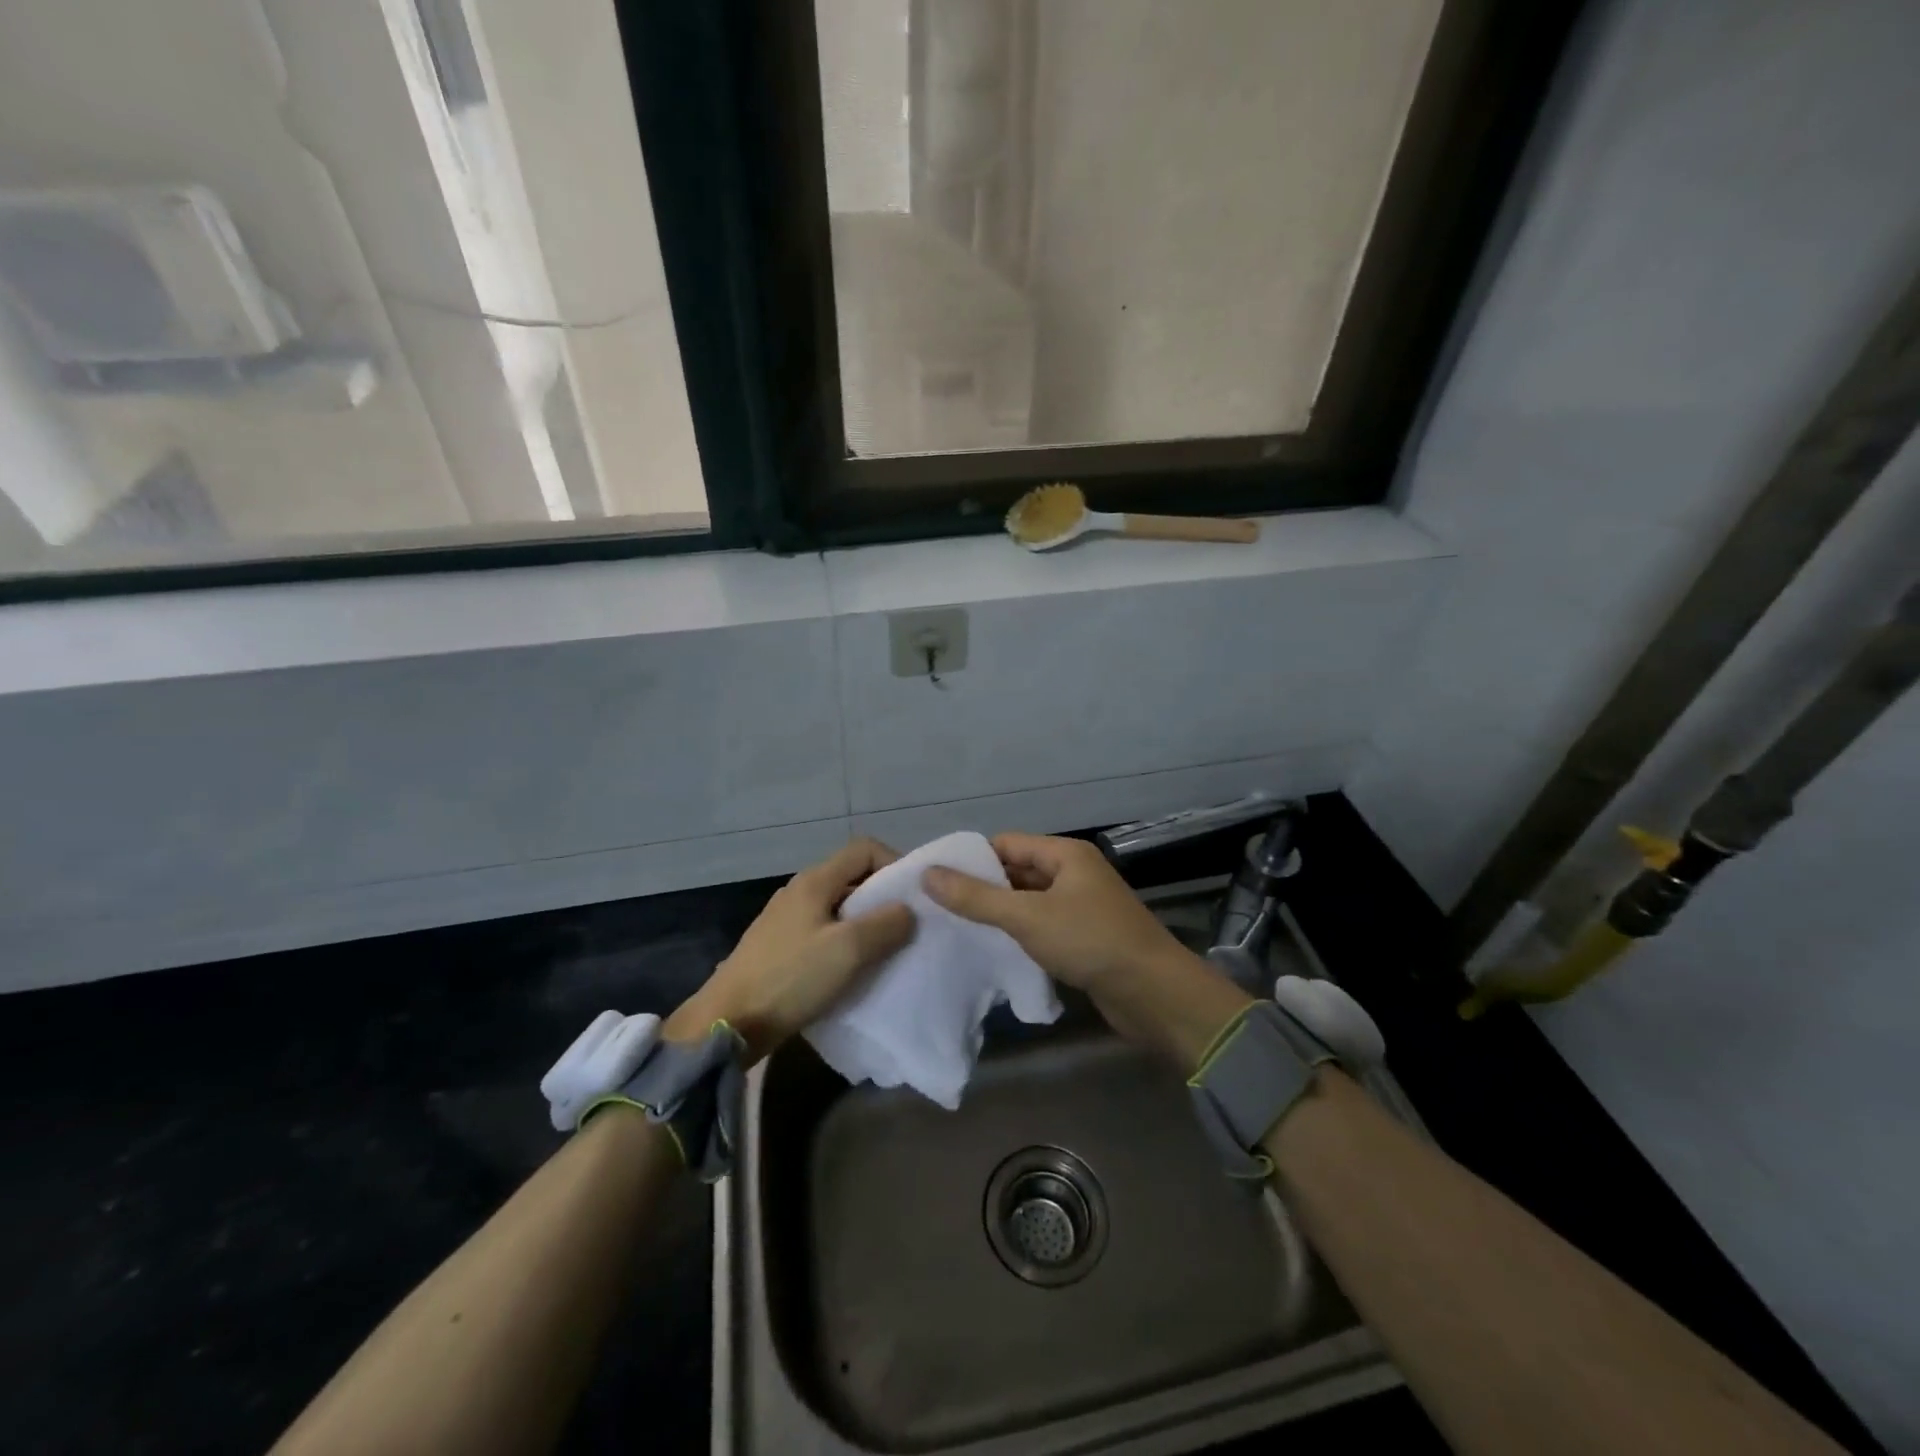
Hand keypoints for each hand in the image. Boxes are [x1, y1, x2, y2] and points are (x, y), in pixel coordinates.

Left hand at [666, 838, 915, 1063]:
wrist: (727, 1023)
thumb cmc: (791, 979)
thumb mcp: (848, 950)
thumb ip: (885, 924)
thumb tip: (907, 910)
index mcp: (814, 881)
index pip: (864, 849)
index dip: (894, 864)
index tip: (913, 897)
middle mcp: (799, 891)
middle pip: (851, 877)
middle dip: (882, 897)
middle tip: (905, 927)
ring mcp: (785, 920)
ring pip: (838, 907)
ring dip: (864, 923)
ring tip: (884, 951)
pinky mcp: (778, 947)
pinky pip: (822, 932)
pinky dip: (844, 943)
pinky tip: (851, 970)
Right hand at [923, 833, 1250, 1070]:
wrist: (1154, 994)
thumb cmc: (1090, 941)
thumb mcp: (1027, 917)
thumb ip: (976, 897)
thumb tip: (928, 873)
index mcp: (1065, 854)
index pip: (1006, 843)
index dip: (971, 860)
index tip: (935, 882)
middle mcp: (1074, 873)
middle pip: (1017, 872)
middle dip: (982, 889)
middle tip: (939, 909)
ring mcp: (1081, 906)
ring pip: (1029, 902)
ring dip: (1000, 914)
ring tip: (957, 931)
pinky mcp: (1085, 937)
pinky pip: (1043, 926)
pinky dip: (1020, 935)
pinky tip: (994, 951)